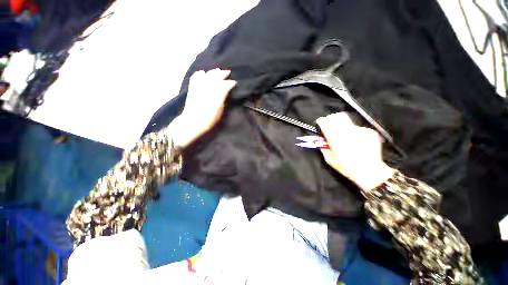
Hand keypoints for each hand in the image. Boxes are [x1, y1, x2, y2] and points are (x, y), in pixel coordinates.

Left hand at [167, 69, 235, 147]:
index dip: (230, 83)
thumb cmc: (209, 119)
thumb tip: (227, 89)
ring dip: (213, 72)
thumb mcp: (220, 110)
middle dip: (222, 74)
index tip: (234, 83)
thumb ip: (223, 97)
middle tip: (228, 72)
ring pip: (206, 75)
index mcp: (216, 93)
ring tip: (217, 70)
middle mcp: (207, 87)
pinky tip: (202, 73)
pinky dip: (199, 74)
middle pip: (216, 77)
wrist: (193, 122)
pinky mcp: (192, 89)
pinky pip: (195, 78)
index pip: (225, 84)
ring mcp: (199, 87)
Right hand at [316, 113, 394, 190]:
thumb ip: (323, 148)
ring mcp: (360, 131)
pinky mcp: (369, 132)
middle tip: (330, 125)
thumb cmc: (347, 167)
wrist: (370, 171)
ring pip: (347, 121)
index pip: (326, 123)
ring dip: (343, 126)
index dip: (322, 121)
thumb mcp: (330, 160)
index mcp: (336, 140)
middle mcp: (348, 132)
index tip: (320, 122)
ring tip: (345, 136)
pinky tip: (356, 141)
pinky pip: (357, 128)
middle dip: (331, 119)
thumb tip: (320, 139)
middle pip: (337, 117)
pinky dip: (354, 132)